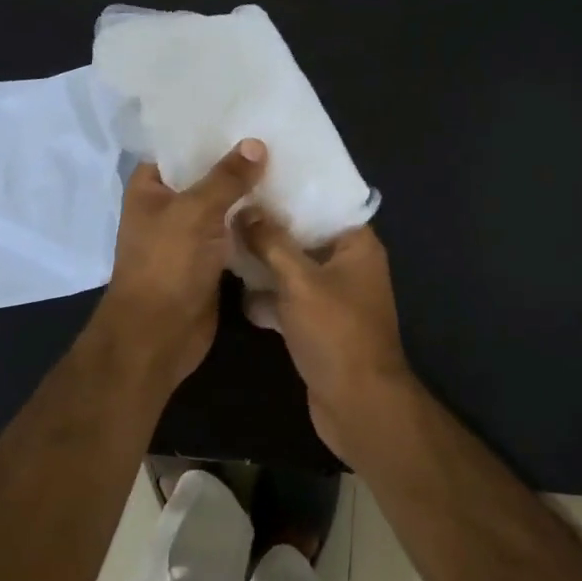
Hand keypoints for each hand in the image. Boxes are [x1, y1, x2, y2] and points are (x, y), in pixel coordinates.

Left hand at [86, 140, 267, 397]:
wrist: (158, 335)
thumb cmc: (166, 265)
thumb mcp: (194, 212)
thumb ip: (226, 178)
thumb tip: (255, 144)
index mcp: (150, 187)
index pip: (180, 148)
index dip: (209, 132)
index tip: (247, 115)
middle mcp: (168, 207)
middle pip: (206, 176)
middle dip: (238, 163)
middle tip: (280, 138)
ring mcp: (190, 235)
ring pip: (224, 206)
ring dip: (251, 195)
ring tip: (291, 166)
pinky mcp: (211, 261)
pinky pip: (235, 234)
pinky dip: (255, 225)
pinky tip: (288, 208)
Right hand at [236, 214, 422, 466]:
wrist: (357, 404)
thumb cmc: (335, 332)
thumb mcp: (299, 280)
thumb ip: (271, 242)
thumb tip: (246, 209)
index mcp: (357, 246)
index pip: (326, 204)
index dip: (293, 191)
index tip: (257, 176)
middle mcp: (349, 265)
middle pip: (305, 235)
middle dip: (270, 226)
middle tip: (231, 206)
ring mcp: (333, 297)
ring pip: (294, 268)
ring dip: (265, 262)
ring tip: (224, 240)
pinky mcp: (317, 324)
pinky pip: (289, 298)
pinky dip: (268, 296)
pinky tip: (235, 290)